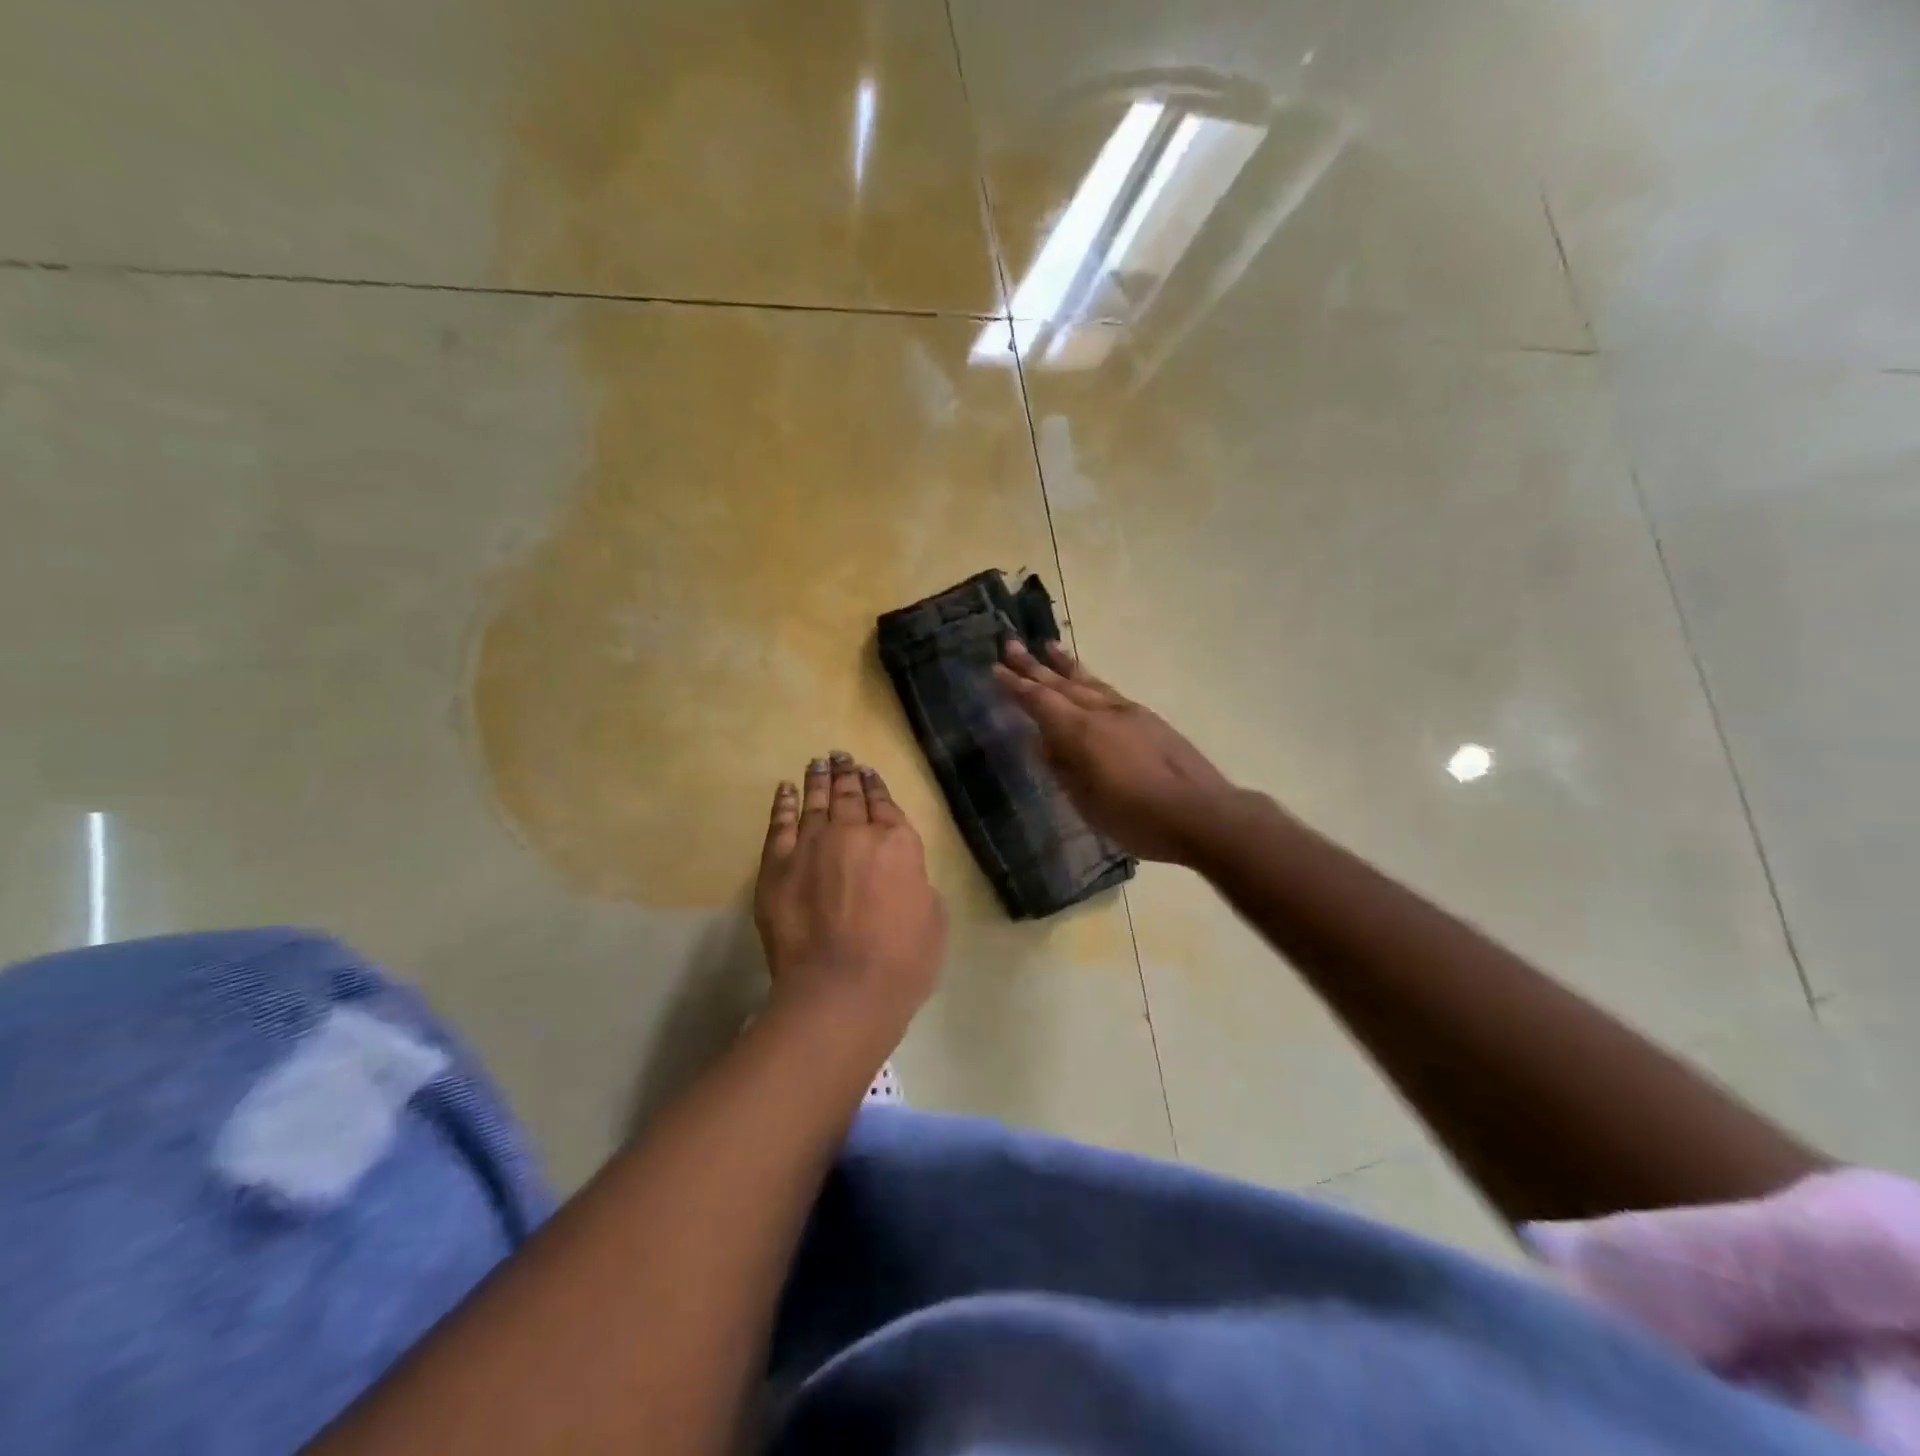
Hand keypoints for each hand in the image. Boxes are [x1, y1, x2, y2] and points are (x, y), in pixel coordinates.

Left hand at [753, 753, 946, 1039]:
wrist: (839, 991)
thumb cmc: (900, 963)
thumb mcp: (932, 918)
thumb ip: (915, 882)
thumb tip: (899, 872)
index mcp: (897, 844)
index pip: (885, 805)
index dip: (876, 787)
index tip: (868, 772)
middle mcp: (853, 833)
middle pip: (848, 796)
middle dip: (846, 774)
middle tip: (840, 756)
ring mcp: (811, 845)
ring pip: (815, 801)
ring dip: (817, 779)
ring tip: (818, 762)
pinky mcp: (777, 865)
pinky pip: (779, 824)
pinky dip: (783, 804)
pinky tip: (785, 790)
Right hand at [994, 640, 1237, 864]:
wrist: (1202, 813)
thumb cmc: (1137, 817)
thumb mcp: (1087, 802)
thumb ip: (1063, 768)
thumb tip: (1044, 742)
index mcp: (1081, 732)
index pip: (1040, 701)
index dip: (1016, 685)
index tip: (996, 668)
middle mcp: (1102, 713)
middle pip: (1061, 683)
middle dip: (1033, 665)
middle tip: (1010, 644)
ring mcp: (1129, 712)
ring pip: (1089, 682)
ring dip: (1065, 665)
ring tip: (1047, 646)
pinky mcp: (1149, 719)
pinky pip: (1108, 690)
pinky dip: (1090, 680)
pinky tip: (1088, 682)